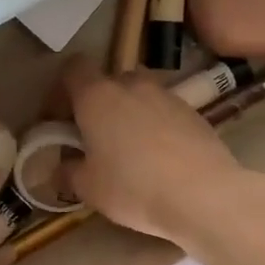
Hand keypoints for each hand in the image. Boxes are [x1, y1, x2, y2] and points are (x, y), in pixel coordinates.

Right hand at [61, 55, 264, 248]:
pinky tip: (159, 159)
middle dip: (97, 105)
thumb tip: (60, 168)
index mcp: (97, 95)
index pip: (72, 69)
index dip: (61, 90)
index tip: (60, 119)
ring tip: (128, 151)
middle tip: (93, 138)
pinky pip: (163, 112)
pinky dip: (155, 127)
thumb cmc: (134, 187)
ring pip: (138, 96)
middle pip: (107, 82)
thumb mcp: (88, 188)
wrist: (205, 196)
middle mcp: (131, 84)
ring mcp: (167, 95)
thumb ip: (68, 172)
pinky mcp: (194, 112)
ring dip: (128, 115)